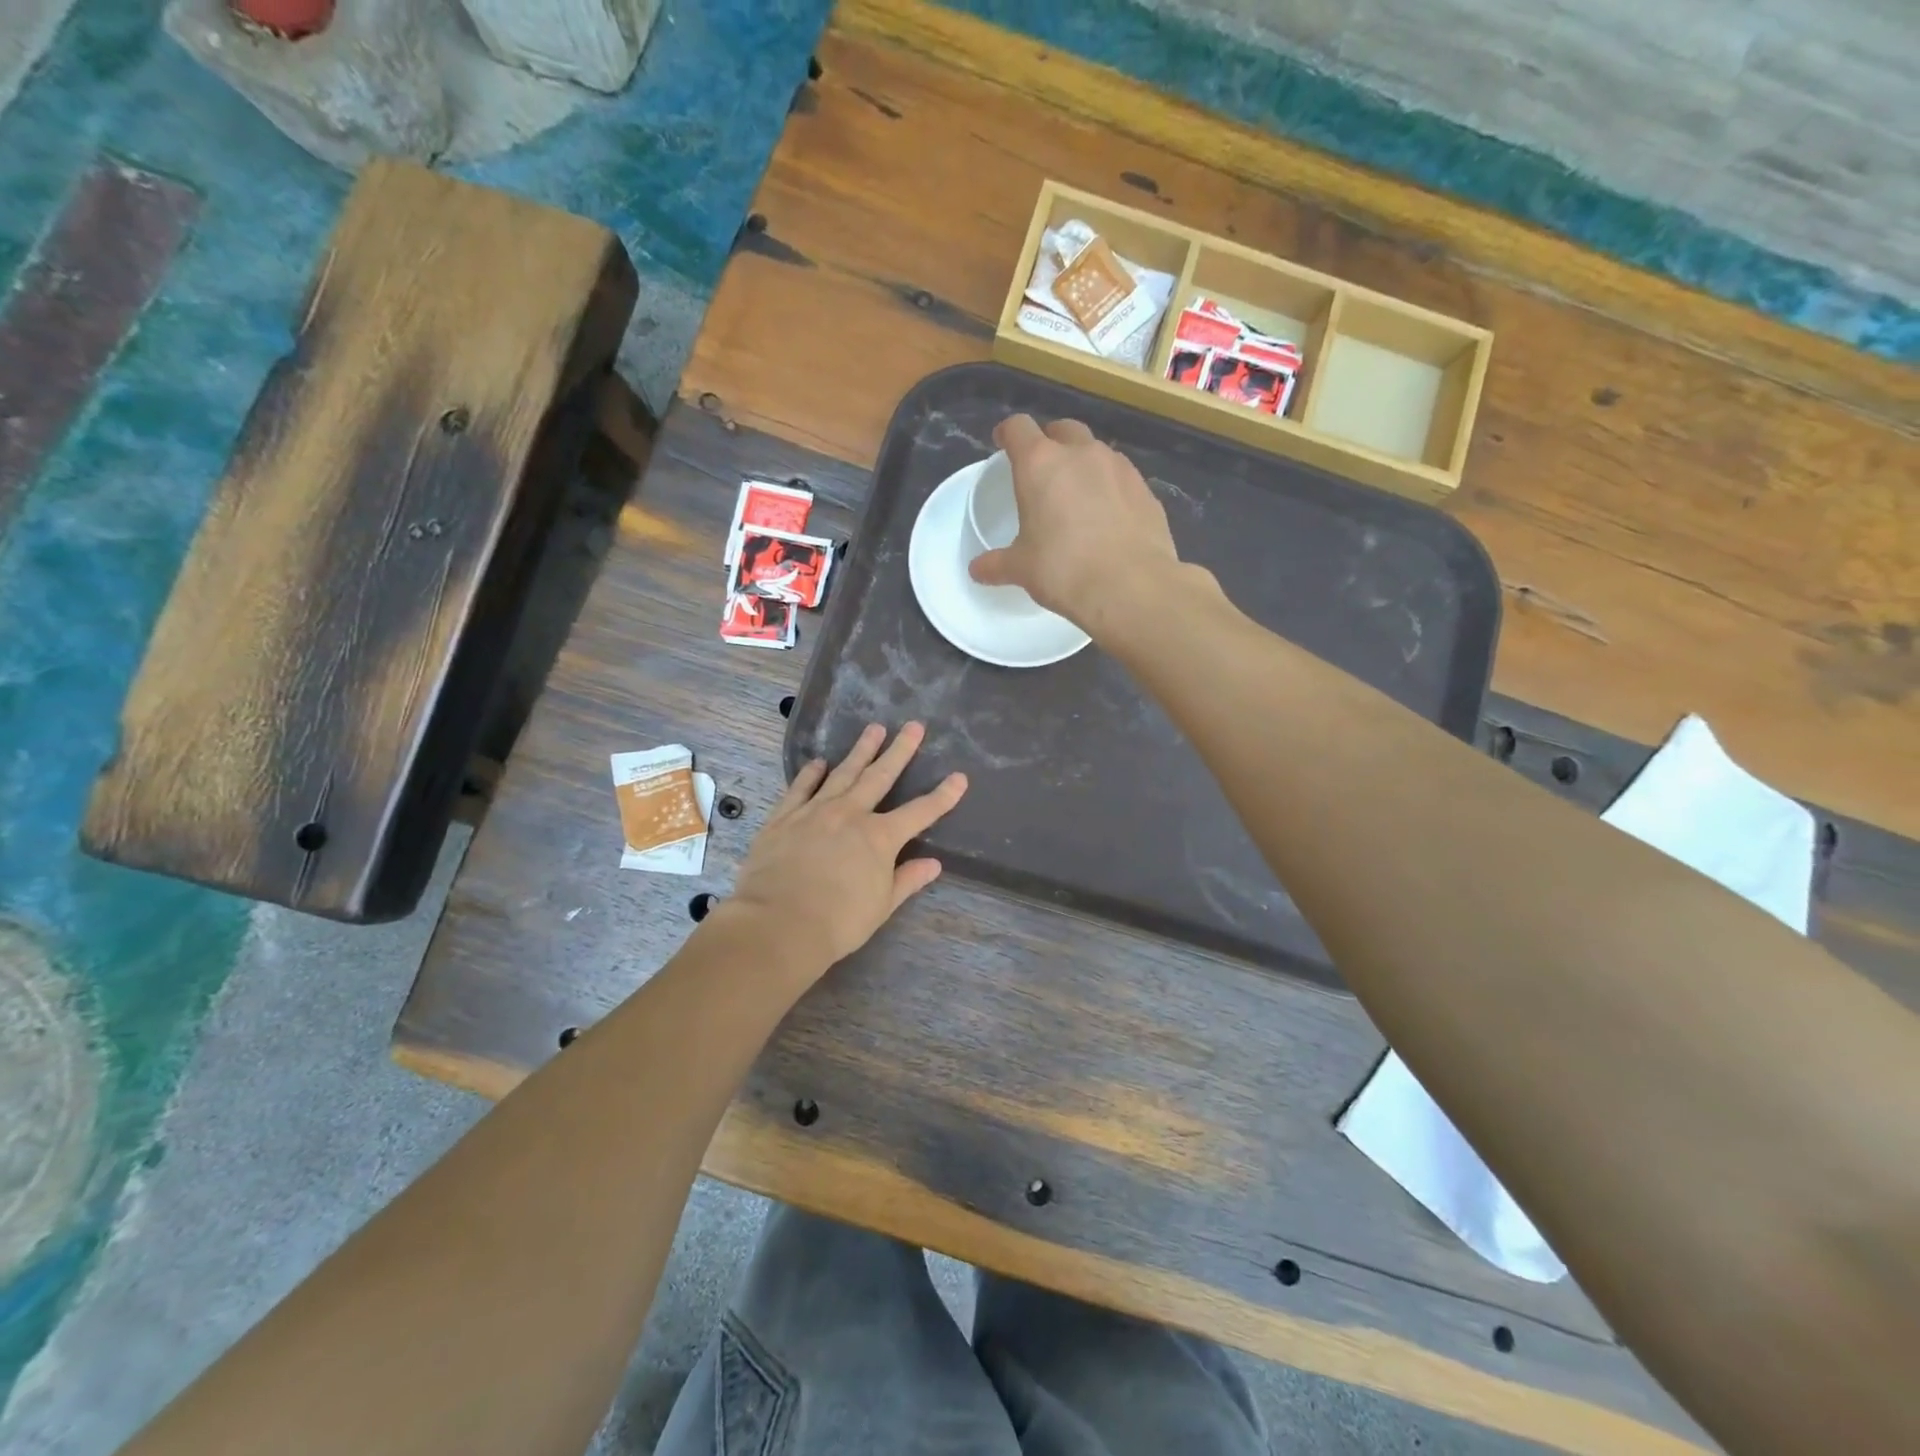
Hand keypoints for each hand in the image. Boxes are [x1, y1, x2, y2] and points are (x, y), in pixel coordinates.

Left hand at [723, 722, 966, 974]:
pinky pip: (800, 788)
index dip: (942, 796)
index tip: (959, 777)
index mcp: (880, 837)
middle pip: (880, 776)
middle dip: (899, 751)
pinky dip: (811, 774)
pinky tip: (818, 762)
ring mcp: (815, 811)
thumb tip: (934, 864)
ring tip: (873, 729)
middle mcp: (850, 814)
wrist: (777, 923)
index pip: (920, 812)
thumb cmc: (837, 922)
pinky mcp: (784, 817)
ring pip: (843, 773)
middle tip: (913, 726)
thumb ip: (907, 880)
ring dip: (860, 751)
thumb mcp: (881, 906)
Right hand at [968, 414, 1180, 629]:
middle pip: (1062, 430)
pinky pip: (1121, 478)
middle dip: (1050, 442)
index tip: (1003, 444)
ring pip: (1096, 451)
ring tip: (1078, 495)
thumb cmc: (1063, 570)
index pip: (1019, 428)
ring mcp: (1119, 468)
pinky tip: (1108, 517)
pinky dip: (1110, 487)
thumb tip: (977, 570)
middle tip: (1044, 470)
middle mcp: (1081, 454)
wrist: (1131, 586)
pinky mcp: (1145, 489)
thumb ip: (997, 564)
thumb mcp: (1021, 569)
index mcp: (1041, 464)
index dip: (1008, 433)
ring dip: (1083, 464)